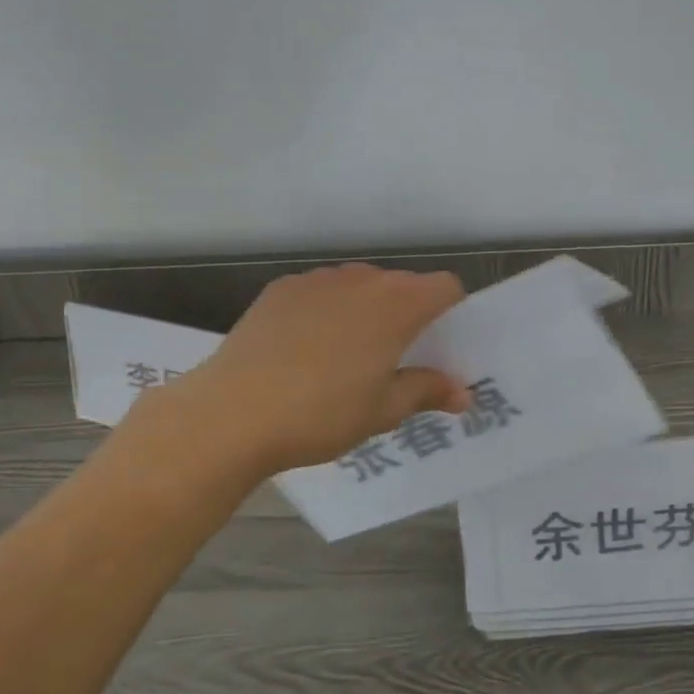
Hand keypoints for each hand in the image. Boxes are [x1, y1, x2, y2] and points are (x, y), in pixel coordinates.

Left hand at [145, 263, 469, 476]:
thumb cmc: (321, 414)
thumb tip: (462, 394)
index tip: (439, 346)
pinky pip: (320, 292)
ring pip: (359, 286)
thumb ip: (426, 391)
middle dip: (408, 314)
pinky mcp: (280, 289)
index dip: (451, 312)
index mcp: (396, 304)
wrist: (232, 412)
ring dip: (366, 311)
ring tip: (346, 357)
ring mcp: (316, 280)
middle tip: (395, 360)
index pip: (445, 287)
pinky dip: (327, 311)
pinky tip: (305, 350)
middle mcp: (361, 279)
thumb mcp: (382, 411)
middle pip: (401, 284)